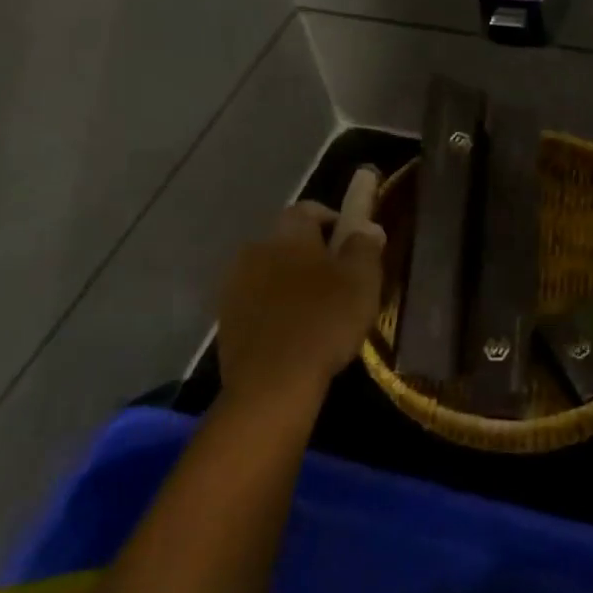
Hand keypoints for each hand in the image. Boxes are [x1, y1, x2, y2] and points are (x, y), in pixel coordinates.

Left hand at [216, 202, 384, 404]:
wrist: (272, 383)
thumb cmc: (325, 321)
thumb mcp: (362, 280)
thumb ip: (365, 246)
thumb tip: (367, 226)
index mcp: (289, 234)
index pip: (309, 209)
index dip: (334, 219)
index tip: (353, 241)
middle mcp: (256, 249)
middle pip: (288, 240)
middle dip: (312, 252)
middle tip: (340, 278)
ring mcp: (235, 285)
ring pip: (271, 270)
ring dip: (291, 280)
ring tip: (317, 308)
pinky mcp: (226, 319)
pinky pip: (257, 300)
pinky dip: (275, 307)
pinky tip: (294, 331)